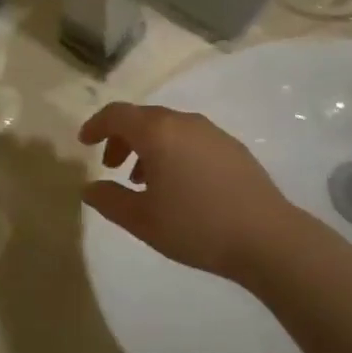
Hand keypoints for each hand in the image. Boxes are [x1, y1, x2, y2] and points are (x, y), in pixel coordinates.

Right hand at [79, 103, 298, 282]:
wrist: (267, 238)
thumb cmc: (196, 226)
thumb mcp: (142, 220)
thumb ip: (109, 200)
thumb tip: (89, 188)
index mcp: (158, 132)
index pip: (117, 114)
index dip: (96, 125)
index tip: (84, 143)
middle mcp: (184, 122)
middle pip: (143, 118)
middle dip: (122, 138)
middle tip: (111, 167)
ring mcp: (213, 133)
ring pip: (169, 128)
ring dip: (148, 147)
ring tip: (143, 181)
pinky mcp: (233, 148)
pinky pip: (191, 139)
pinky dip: (173, 152)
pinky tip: (178, 185)